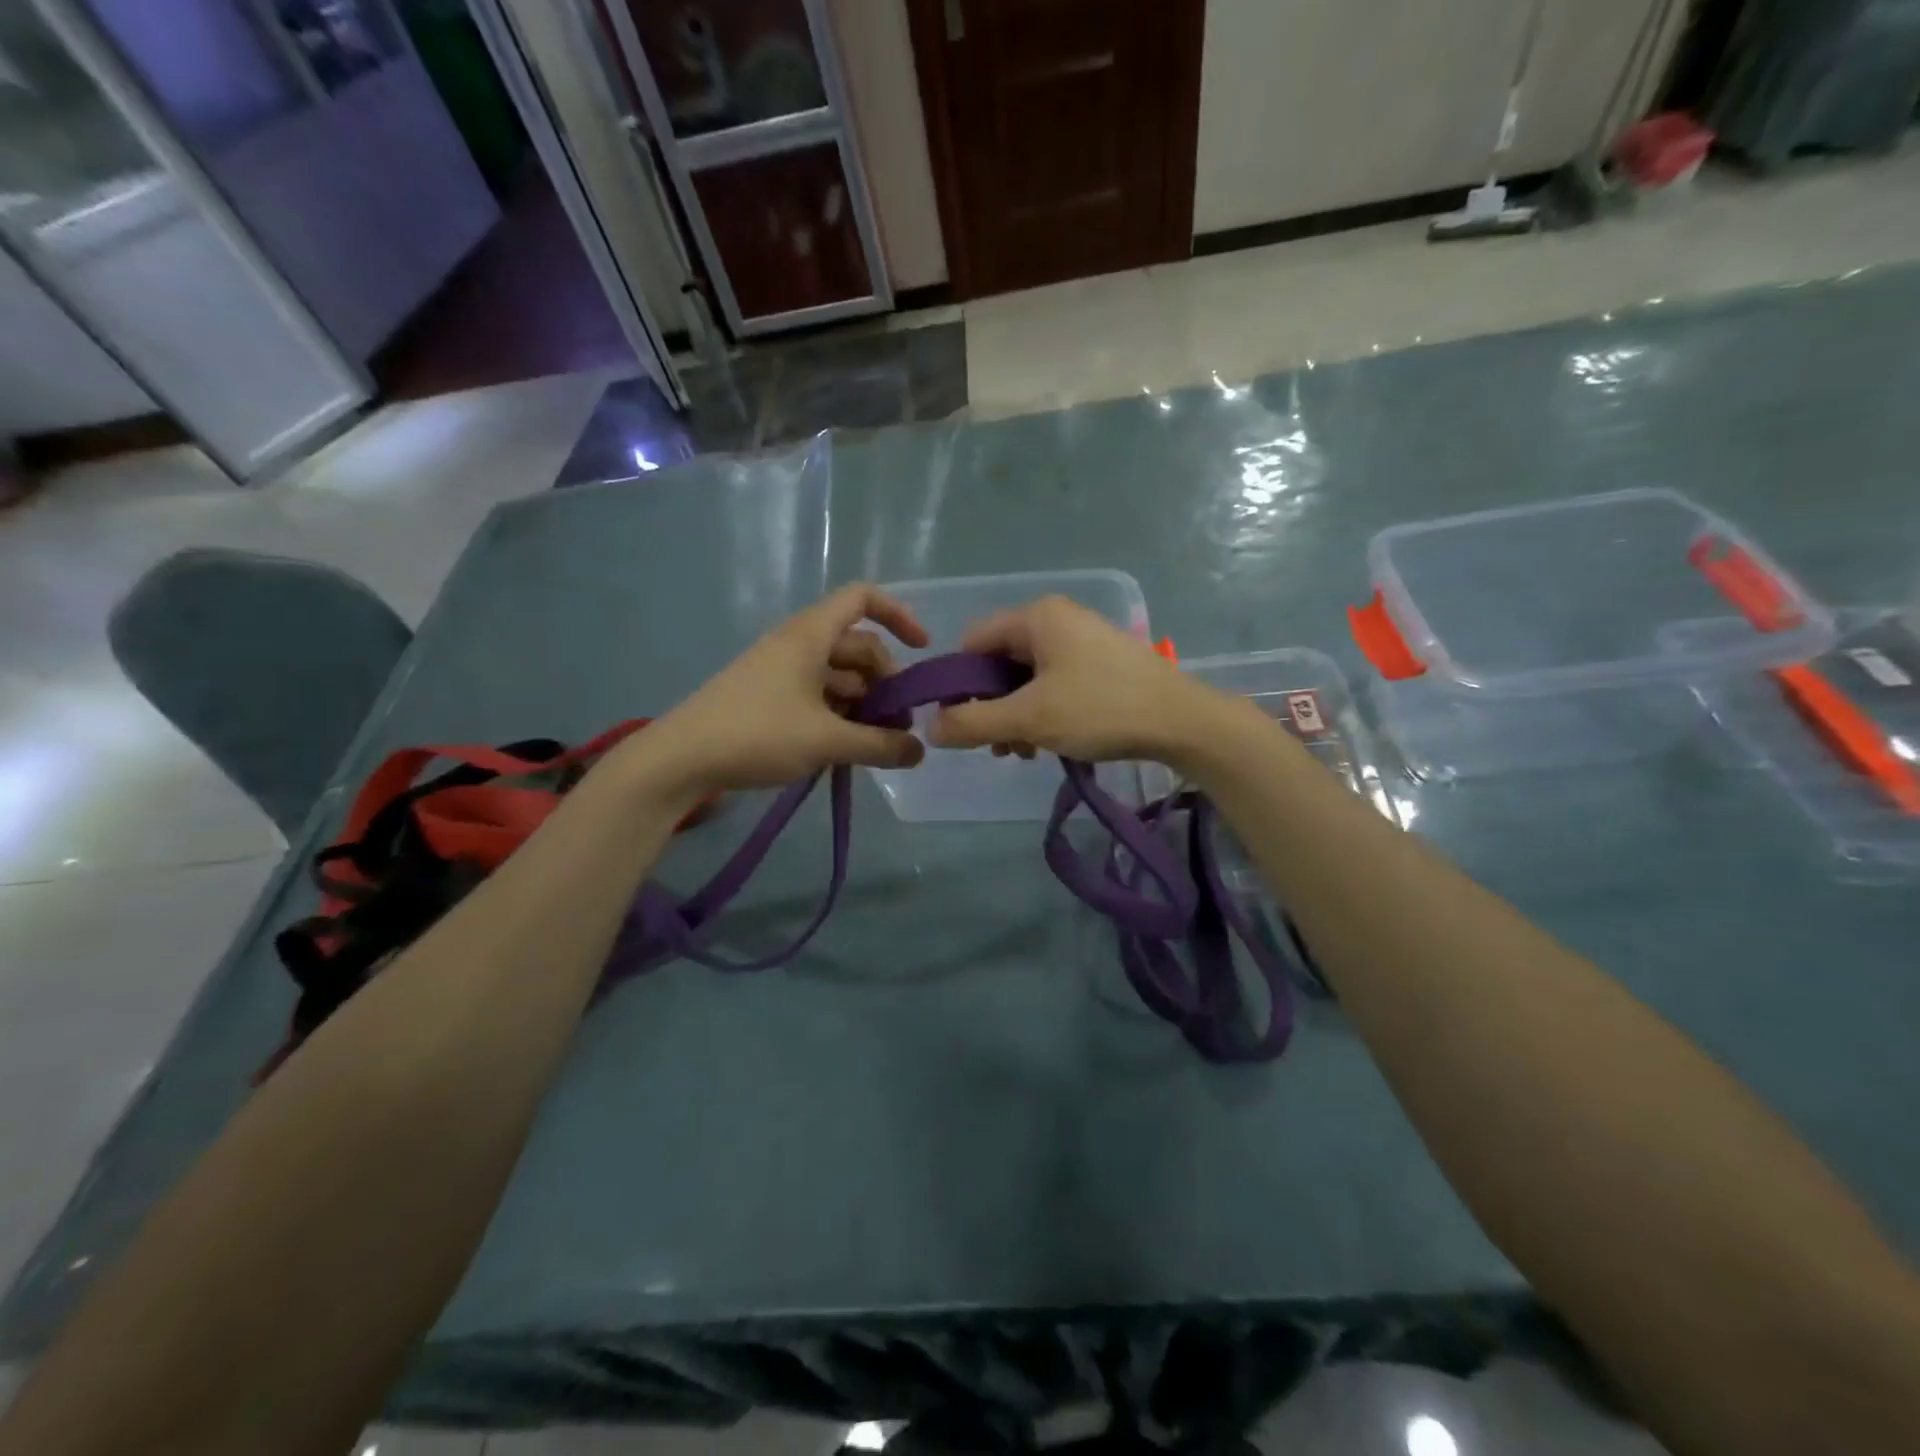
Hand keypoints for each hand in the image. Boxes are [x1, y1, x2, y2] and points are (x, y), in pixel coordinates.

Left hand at [627, 584, 929, 795]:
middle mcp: (798, 645)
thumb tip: (920, 752)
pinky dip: (840, 716)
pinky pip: (819, 696)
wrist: (680, 761)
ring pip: (840, 676)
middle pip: (858, 646)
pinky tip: (847, 749)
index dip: (898, 614)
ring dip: (865, 705)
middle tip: (899, 726)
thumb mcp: (826, 741)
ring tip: (877, 746)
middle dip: (886, 681)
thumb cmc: (756, 735)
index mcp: (810, 635)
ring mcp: (781, 672)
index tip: (922, 650)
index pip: (862, 598)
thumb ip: (880, 746)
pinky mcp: (770, 698)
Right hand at [929, 596, 1236, 768]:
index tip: (961, 723)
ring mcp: (1084, 640)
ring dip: (1017, 715)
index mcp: (1037, 617)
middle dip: (992, 706)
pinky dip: (1044, 711)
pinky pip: (1056, 683)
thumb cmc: (1100, 710)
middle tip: (998, 746)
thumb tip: (931, 727)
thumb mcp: (1030, 718)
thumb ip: (973, 722)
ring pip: (1028, 677)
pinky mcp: (1103, 663)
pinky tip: (1050, 742)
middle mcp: (1058, 619)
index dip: (959, 684)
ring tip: (1024, 751)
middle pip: (1001, 661)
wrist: (1183, 722)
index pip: (973, 642)